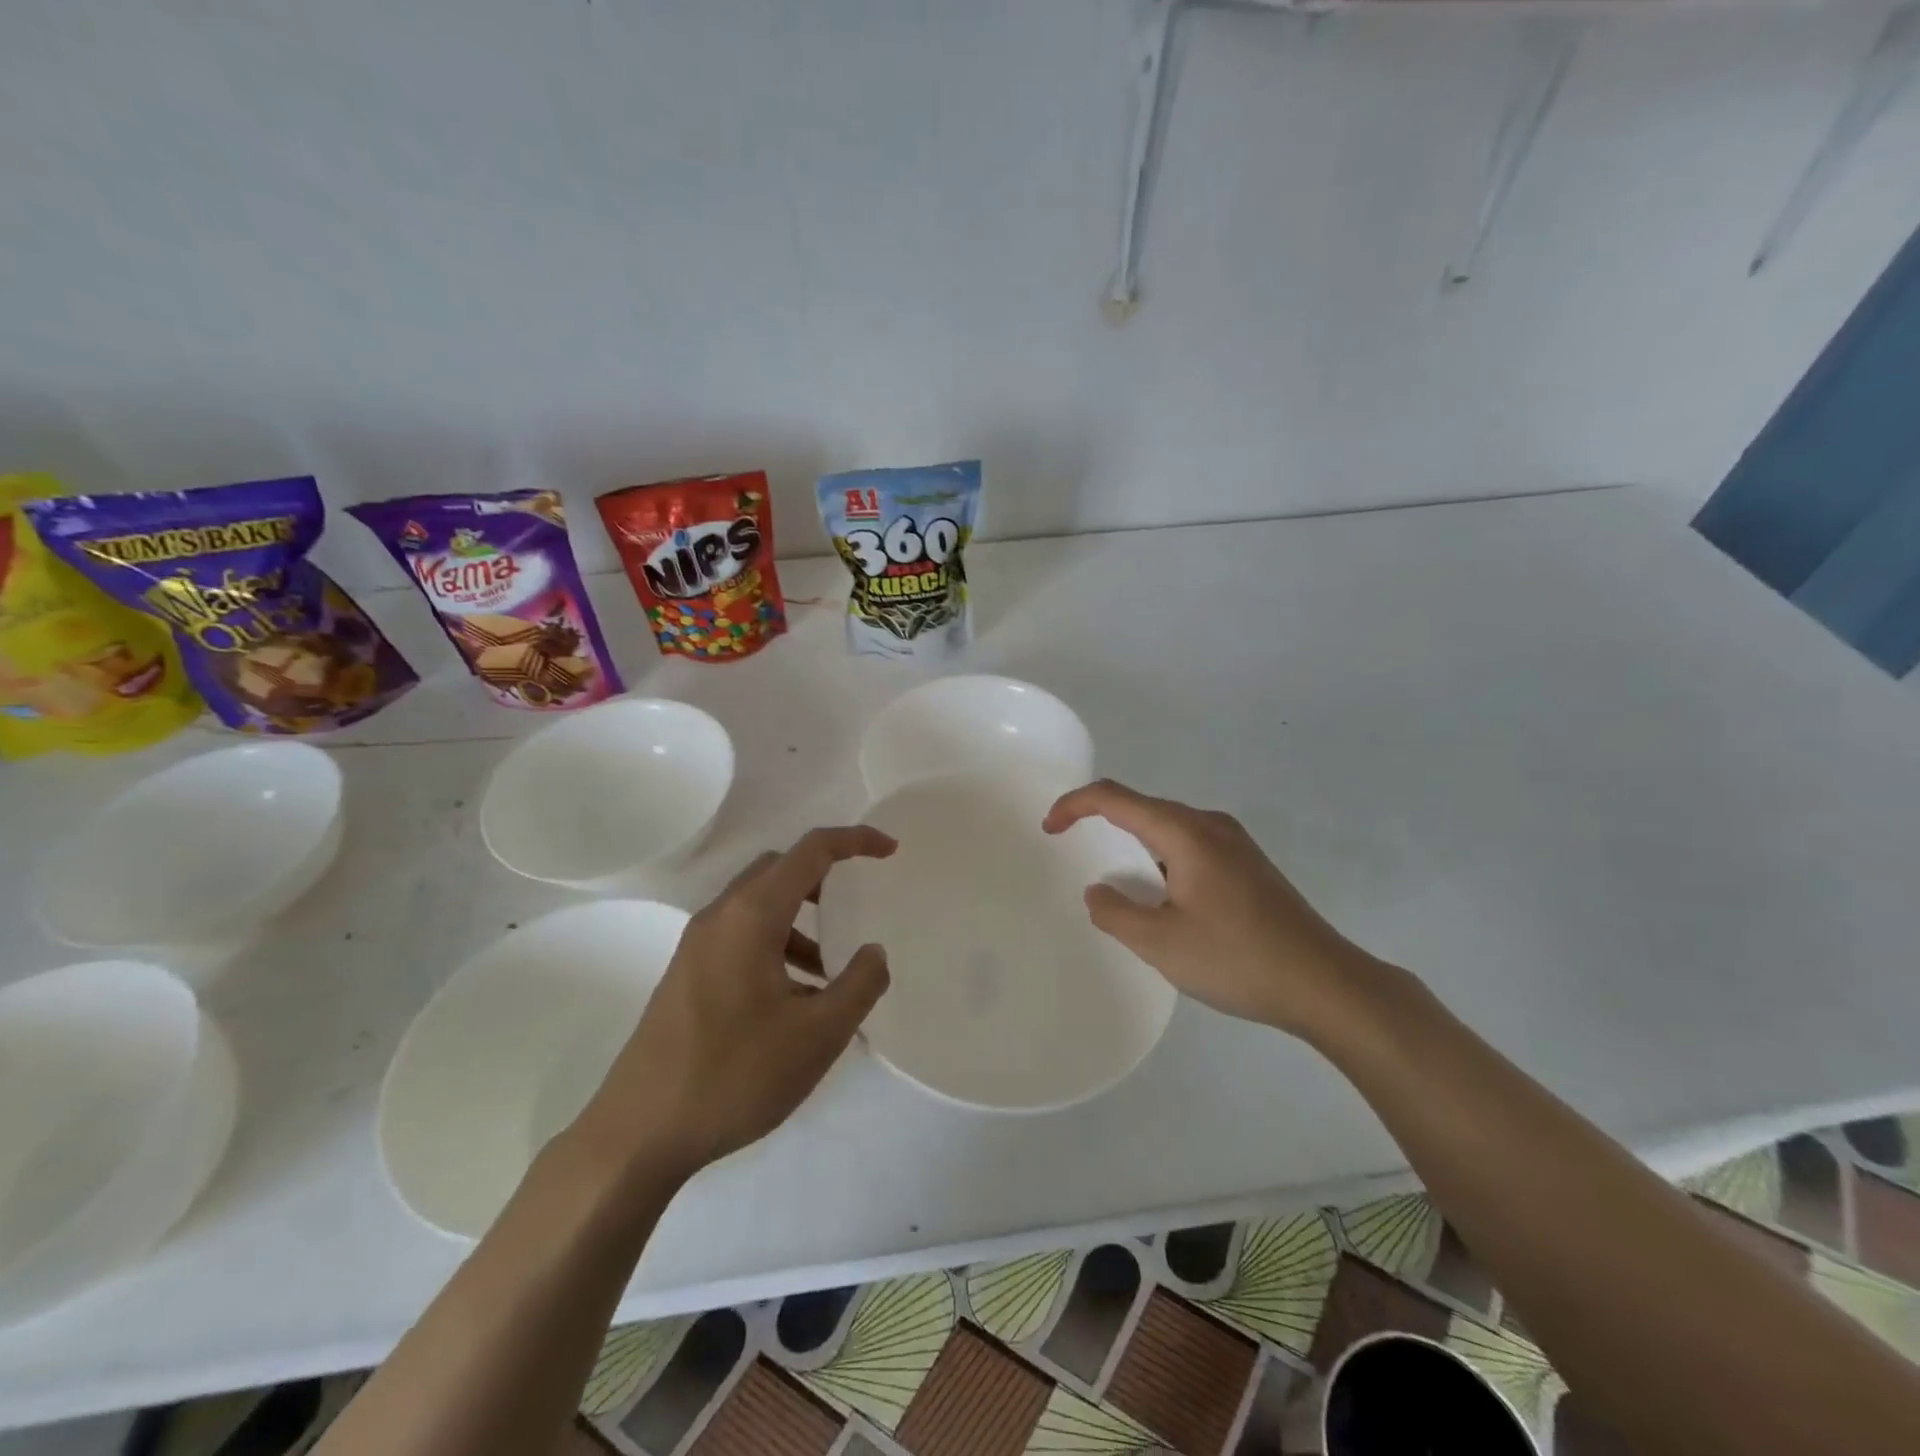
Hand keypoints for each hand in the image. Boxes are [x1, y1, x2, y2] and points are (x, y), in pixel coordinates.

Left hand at [574, 826, 895, 1183]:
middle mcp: (719, 917)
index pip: (810, 851)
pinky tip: (793, 1001)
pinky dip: (776, 945)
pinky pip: (740, 936)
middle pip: (779, 870)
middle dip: (824, 877)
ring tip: (829, 974)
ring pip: (758, 905)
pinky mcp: (686, 974)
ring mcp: (696, 946)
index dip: (855, 841)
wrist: (637, 1133)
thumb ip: (859, 984)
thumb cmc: (734, 1075)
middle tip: (855, 905)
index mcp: (752, 916)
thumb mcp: (817, 1035)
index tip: (890, 851)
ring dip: (799, 920)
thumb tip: (873, 952)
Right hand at [1043, 780, 1377, 1040]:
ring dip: (1136, 846)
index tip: (1049, 828)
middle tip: (1075, 851)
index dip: (1075, 805)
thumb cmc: (1237, 959)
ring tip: (1121, 885)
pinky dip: (1163, 860)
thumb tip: (1100, 891)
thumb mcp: (1160, 944)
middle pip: (1144, 808)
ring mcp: (1236, 844)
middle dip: (1103, 823)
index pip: (1116, 799)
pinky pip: (1192, 847)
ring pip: (1170, 829)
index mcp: (1186, 832)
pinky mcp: (1250, 865)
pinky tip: (1167, 899)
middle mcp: (1211, 825)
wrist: (1326, 984)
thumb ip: (1116, 913)